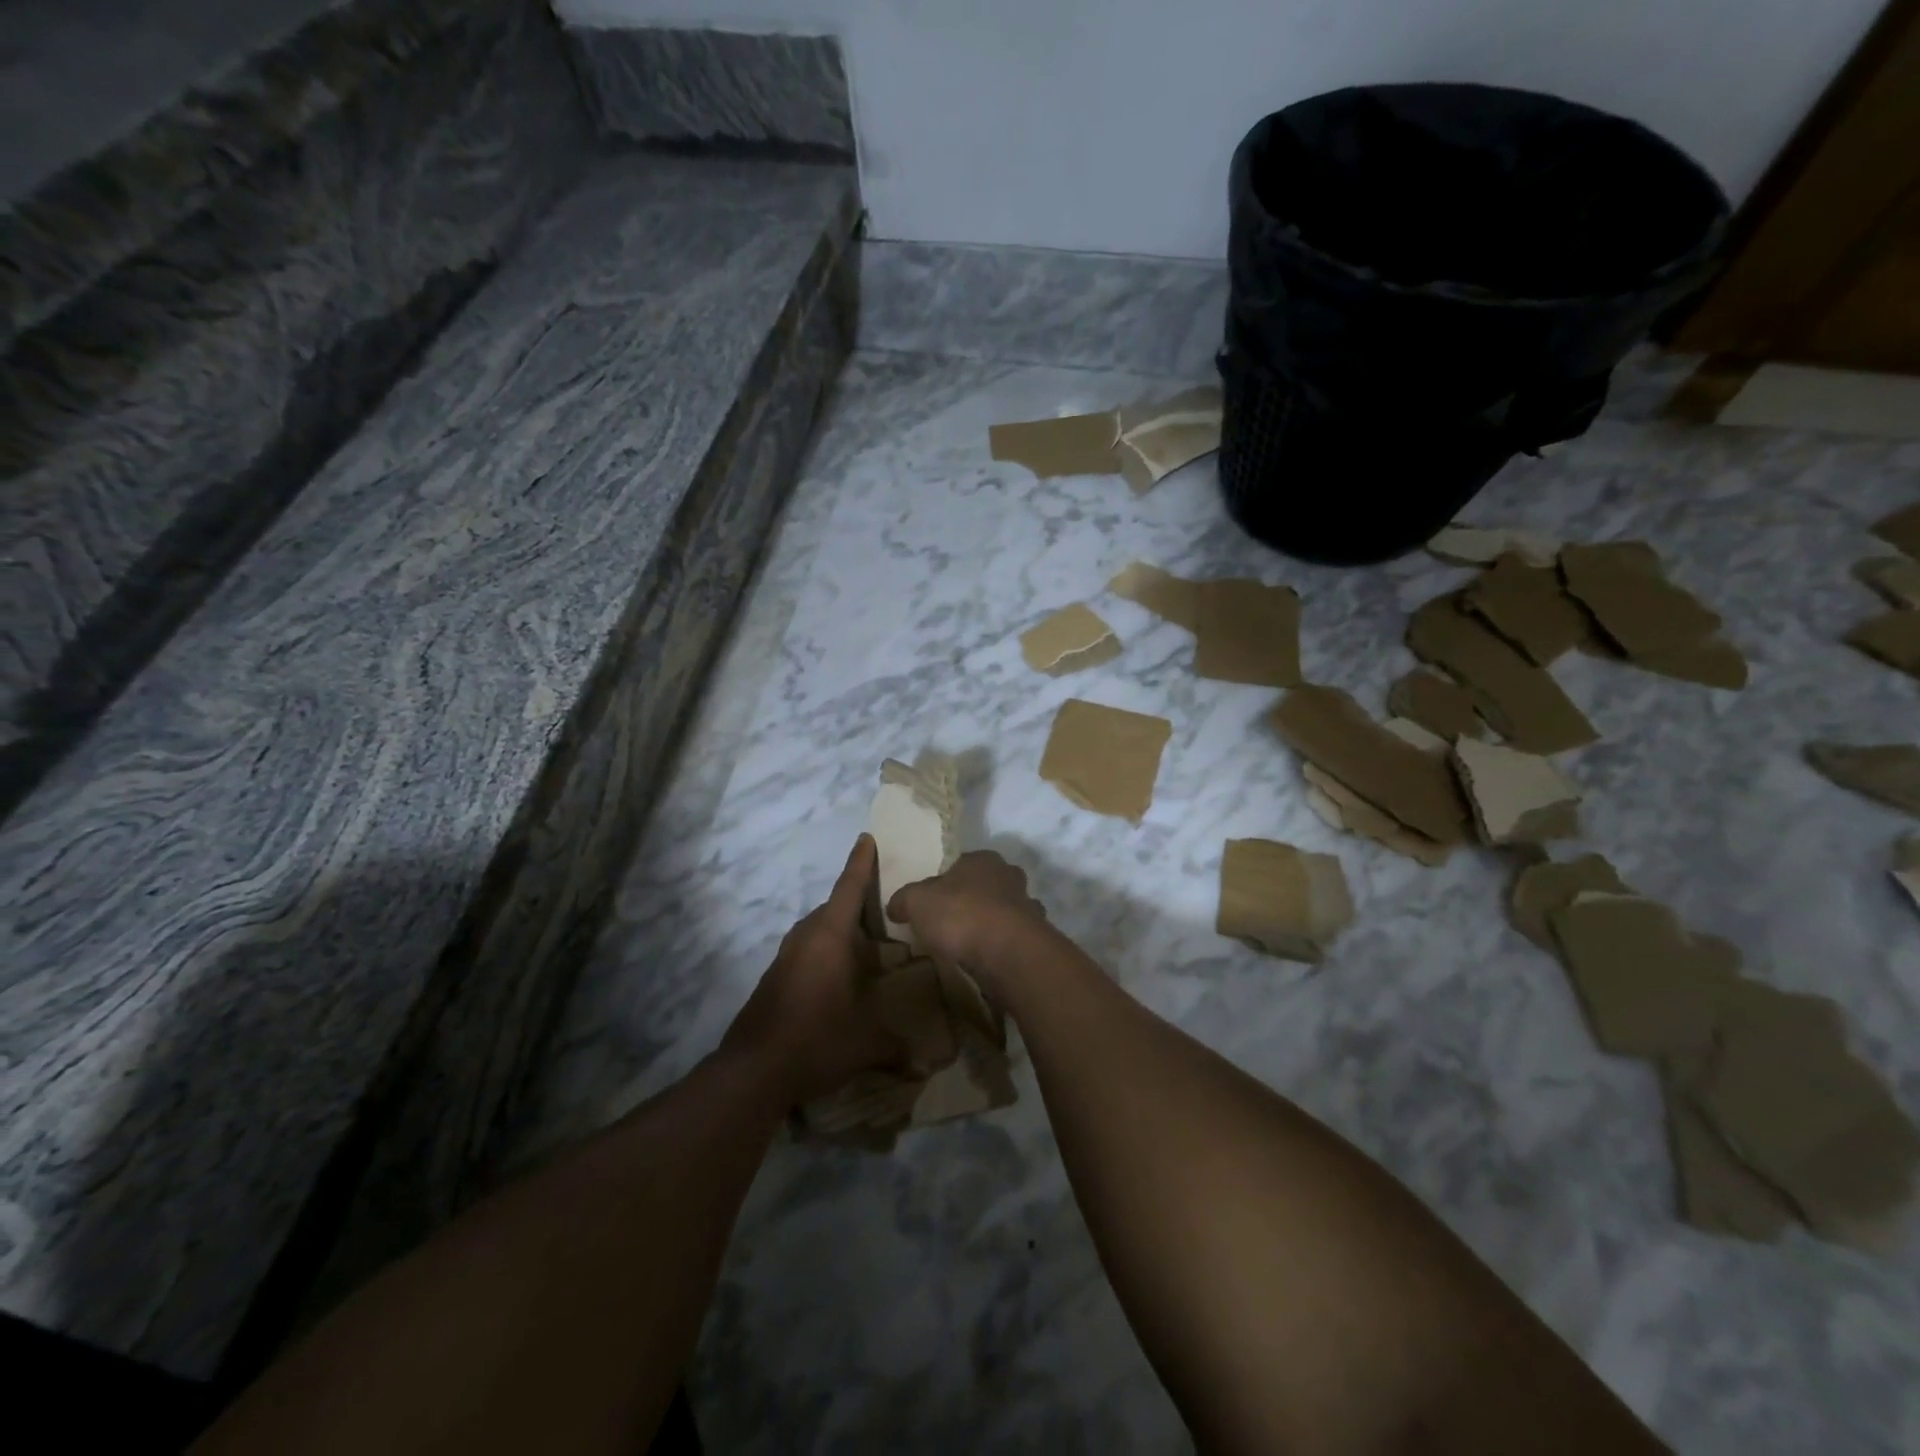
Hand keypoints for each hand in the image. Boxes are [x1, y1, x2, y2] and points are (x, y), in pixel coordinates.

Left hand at [721, 835, 903, 1104]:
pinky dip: (825, 951)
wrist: (753, 1070)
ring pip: (818, 929)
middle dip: (857, 903)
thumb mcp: (867, 1042)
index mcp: (831, 936)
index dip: (861, 862)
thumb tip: (927, 1061)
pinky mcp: (775, 977)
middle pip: (834, 907)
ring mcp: (786, 956)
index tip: (867, 837)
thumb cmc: (816, 1039)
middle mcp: (806, 937)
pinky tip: (838, 976)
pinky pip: (806, 949)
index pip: (849, 887)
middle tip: (885, 908)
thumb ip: (898, 1045)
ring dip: (840, 930)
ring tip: (866, 945)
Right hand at [885, 851, 1049, 999]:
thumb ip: (904, 900)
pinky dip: (1003, 947)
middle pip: (987, 886)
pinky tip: (988, 961)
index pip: (962, 864)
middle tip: (951, 924)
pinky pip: (1014, 939)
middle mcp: (1010, 876)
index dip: (946, 882)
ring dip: (992, 925)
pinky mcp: (1037, 937)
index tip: (934, 902)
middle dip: (973, 901)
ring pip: (1006, 912)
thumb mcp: (917, 902)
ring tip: (969, 946)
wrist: (1006, 952)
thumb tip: (894, 906)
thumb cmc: (960, 914)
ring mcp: (1028, 906)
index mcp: (983, 859)